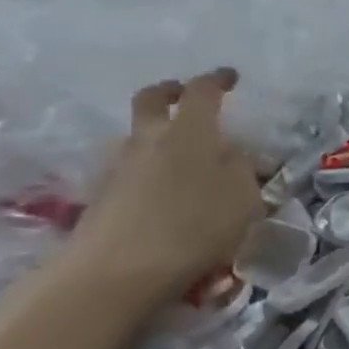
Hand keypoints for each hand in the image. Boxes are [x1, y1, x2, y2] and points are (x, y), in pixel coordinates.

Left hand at [66, 70, 264, 304]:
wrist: (119, 270)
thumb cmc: (195, 225)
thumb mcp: (243, 198)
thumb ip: (241, 171)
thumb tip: (231, 157)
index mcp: (189, 131)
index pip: (202, 91)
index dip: (217, 80)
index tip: (230, 77)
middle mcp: (150, 138)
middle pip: (151, 100)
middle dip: (169, 92)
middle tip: (183, 97)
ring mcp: (121, 166)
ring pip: (137, 136)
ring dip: (157, 136)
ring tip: (181, 158)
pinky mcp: (104, 196)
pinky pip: (131, 170)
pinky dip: (149, 172)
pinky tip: (164, 194)